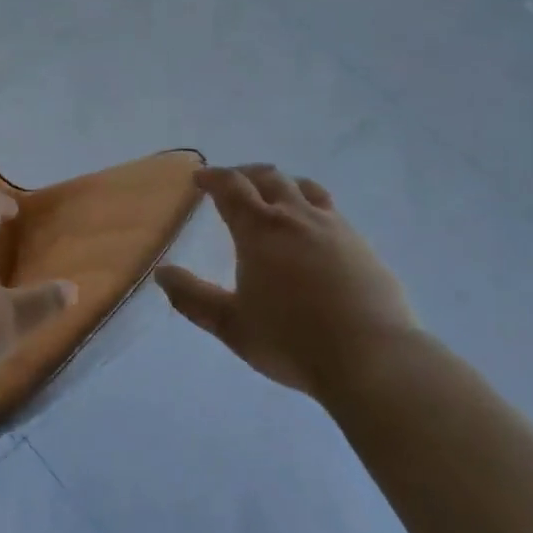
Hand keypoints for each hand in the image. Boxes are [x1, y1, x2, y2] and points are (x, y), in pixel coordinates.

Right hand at [155, 165, 416, 398]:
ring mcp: (334, 227)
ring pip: (305, 188)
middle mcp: (297, 217)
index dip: (213, 178)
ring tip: (274, 195)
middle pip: (269, 177)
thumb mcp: (232, 325)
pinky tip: (312, 230)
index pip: (232, 187)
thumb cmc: (292, 341)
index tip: (199, 178)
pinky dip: (311, 206)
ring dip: (282, 184)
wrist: (371, 357)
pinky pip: (331, 210)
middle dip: (245, 174)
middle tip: (232, 182)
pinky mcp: (361, 244)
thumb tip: (161, 273)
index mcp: (261, 230)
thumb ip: (193, 298)